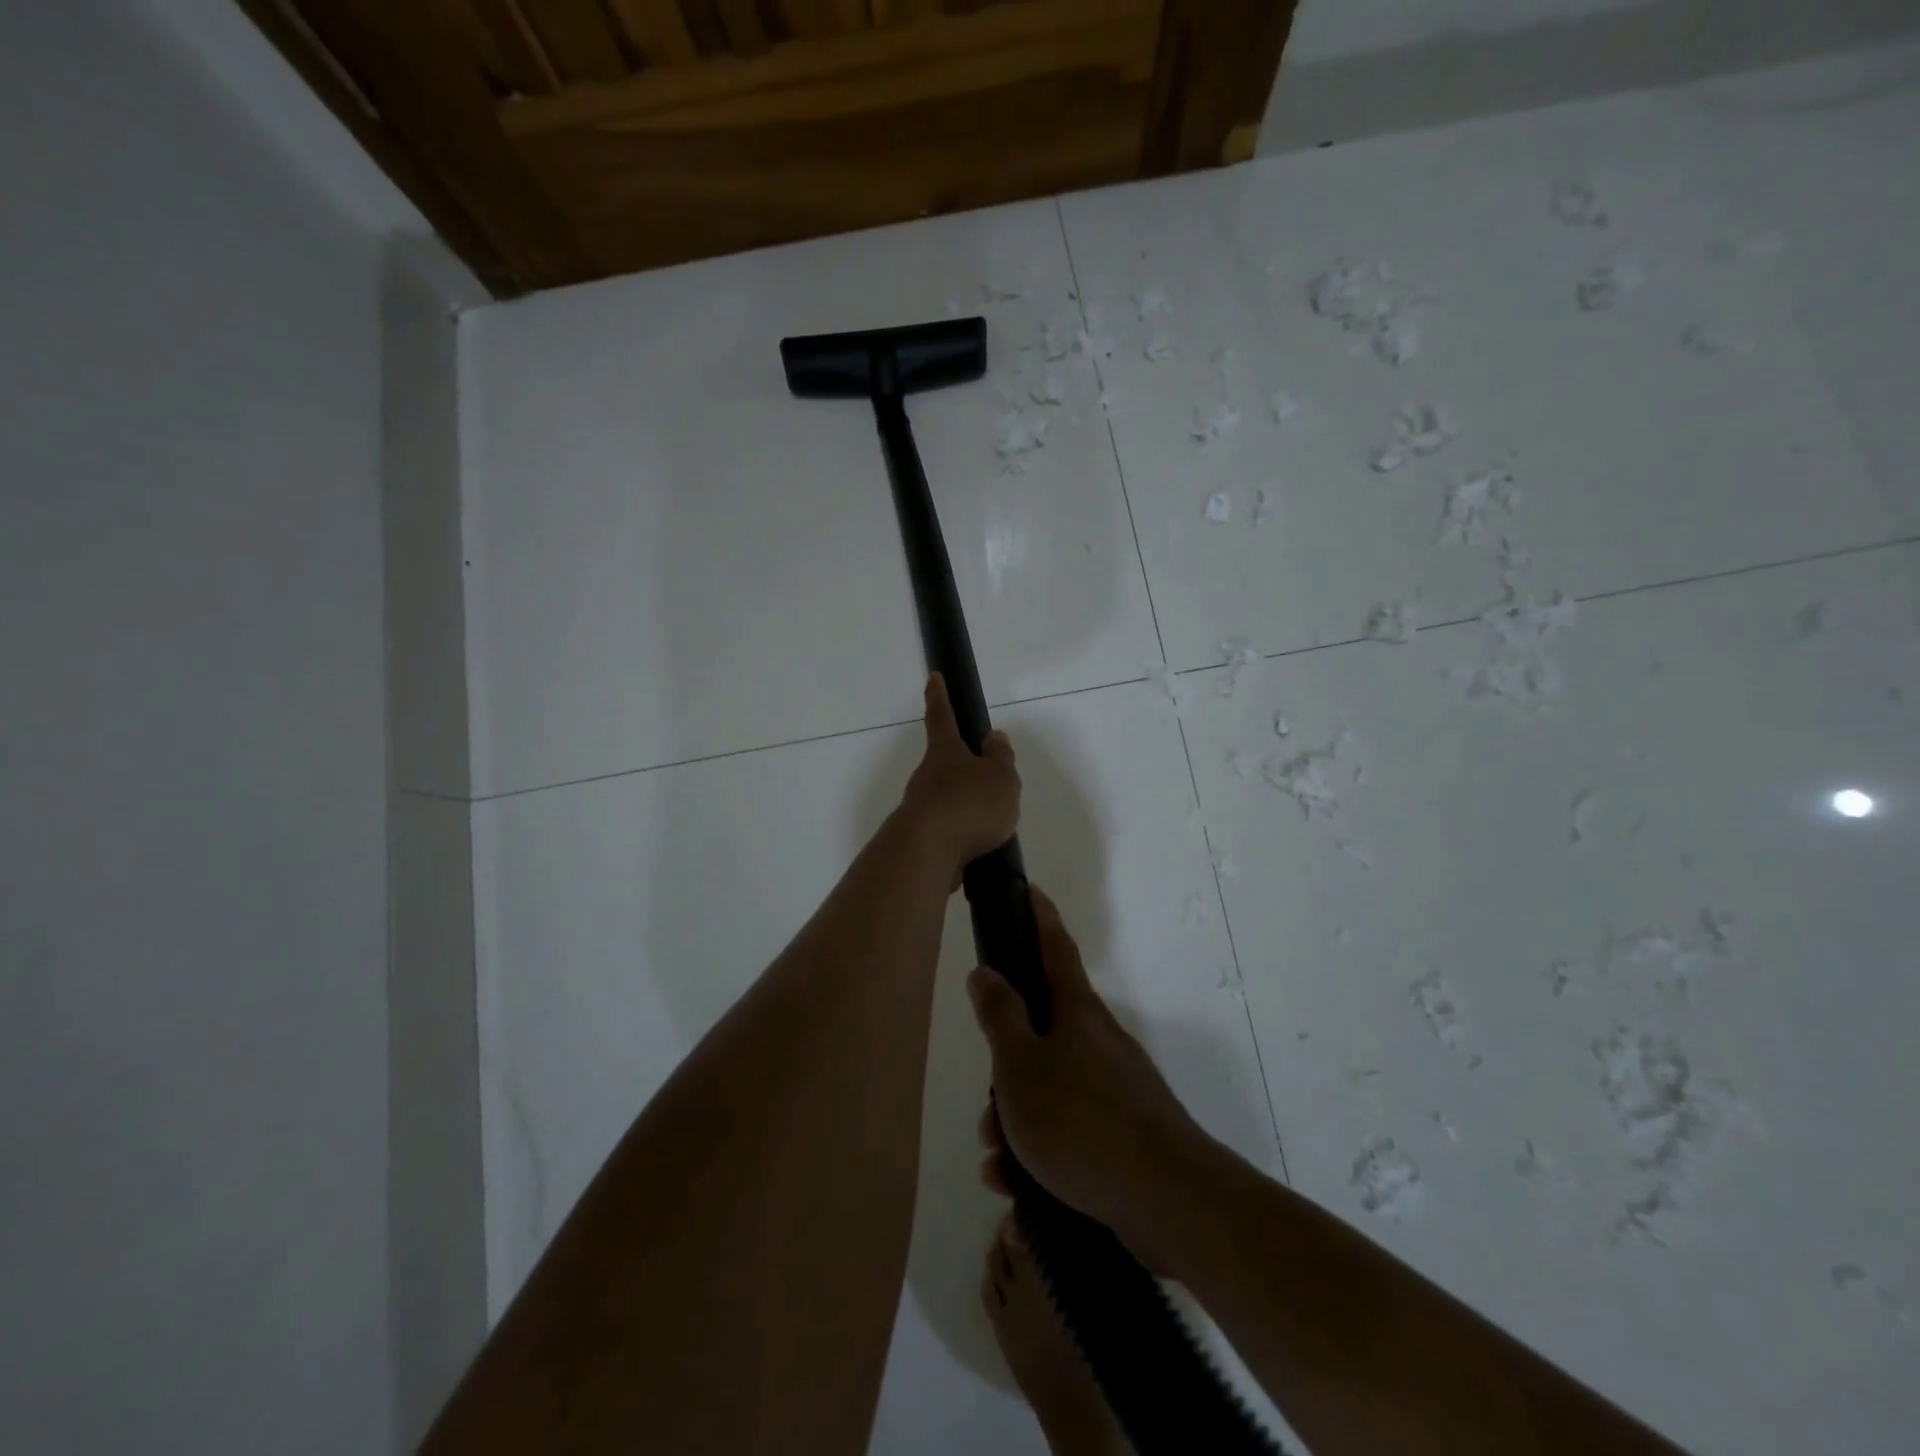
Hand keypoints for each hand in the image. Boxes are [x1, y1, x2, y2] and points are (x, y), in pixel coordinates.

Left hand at [897, 674, 1019, 874]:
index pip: (941, 716)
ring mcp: (920, 808)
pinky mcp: (920, 839)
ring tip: (993, 824)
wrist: (926, 853)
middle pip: (944, 763)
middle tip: (989, 780)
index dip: (939, 696)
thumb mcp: (1000, 777)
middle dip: (963, 767)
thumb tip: (992, 738)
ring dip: (965, 806)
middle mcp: (927, 776)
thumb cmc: (968, 805)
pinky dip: (962, 835)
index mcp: (945, 752)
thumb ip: (1000, 758)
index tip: (933, 677)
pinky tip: (978, 848)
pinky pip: (946, 830)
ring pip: (946, 799)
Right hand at [968, 888, 1210, 1266]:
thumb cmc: (1081, 1120)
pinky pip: (1068, 1128)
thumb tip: (986, 971)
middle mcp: (1098, 1040)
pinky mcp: (1122, 1132)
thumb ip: (1000, 1016)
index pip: (1054, 947)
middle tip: (985, 1108)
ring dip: (1016, 1119)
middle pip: (1041, 1031)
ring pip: (1049, 1086)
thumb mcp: (1021, 1065)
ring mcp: (1115, 1087)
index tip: (1028, 889)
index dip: (1039, 916)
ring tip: (997, 1161)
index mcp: (1076, 1011)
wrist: (1167, 1199)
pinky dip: (1039, 1150)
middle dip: (1006, 1065)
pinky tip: (1018, 1186)